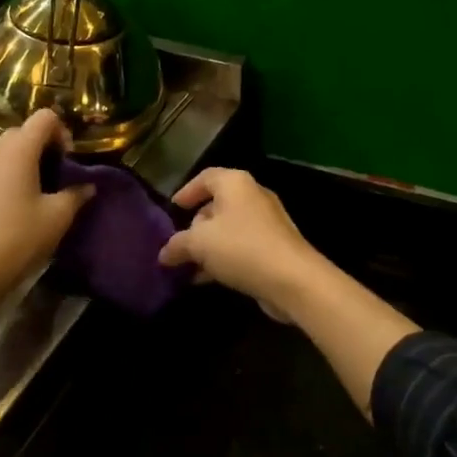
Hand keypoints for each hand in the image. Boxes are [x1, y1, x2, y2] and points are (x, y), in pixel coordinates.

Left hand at [0, 110, 94, 295]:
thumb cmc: (19, 237)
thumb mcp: (58, 217)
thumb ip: (76, 194)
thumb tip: (89, 185)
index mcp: (19, 149)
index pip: (45, 117)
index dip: (62, 131)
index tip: (69, 160)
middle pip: (24, 130)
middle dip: (45, 144)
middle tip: (58, 172)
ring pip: (7, 147)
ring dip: (27, 157)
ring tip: (40, 187)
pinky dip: (10, 171)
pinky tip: (18, 201)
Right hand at [157, 168, 329, 313]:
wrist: (293, 279)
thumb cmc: (241, 248)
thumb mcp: (199, 244)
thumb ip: (177, 245)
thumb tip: (164, 253)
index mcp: (235, 183)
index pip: (205, 177)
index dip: (186, 191)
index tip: (172, 209)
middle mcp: (253, 196)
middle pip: (217, 204)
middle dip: (196, 225)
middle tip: (180, 243)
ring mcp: (267, 222)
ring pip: (229, 228)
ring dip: (209, 246)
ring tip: (189, 266)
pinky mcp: (275, 246)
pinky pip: (242, 246)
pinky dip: (225, 258)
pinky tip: (208, 279)